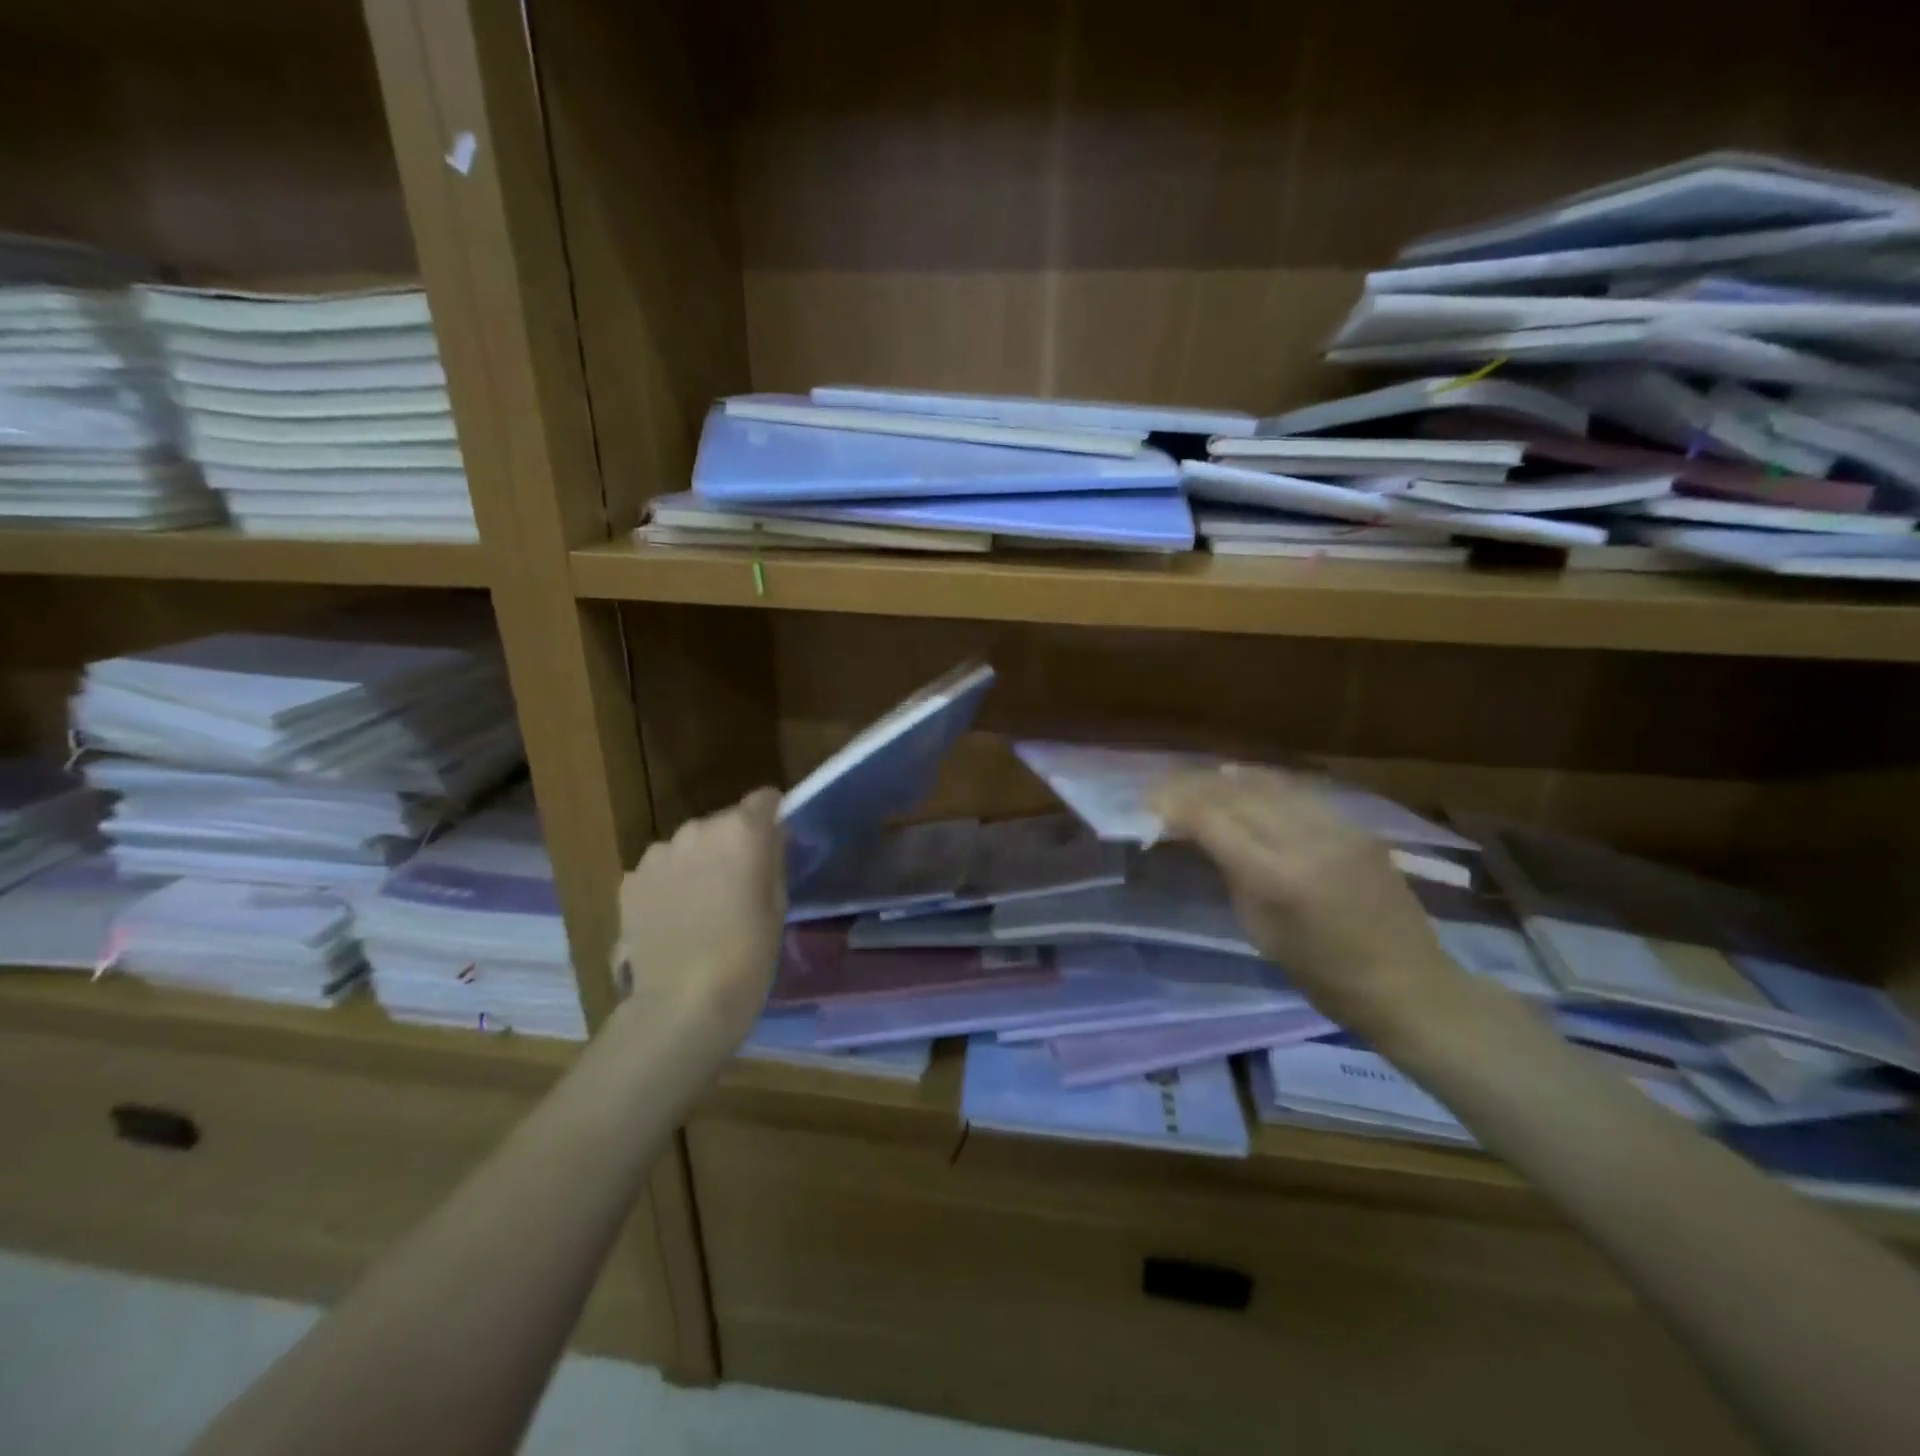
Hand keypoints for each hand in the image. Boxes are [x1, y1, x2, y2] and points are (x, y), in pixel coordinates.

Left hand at [612, 788, 785, 1047]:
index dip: (772, 816)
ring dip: (698, 862)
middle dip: (732, 843)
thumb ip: (772, 861)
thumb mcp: (778, 904)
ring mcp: (658, 853)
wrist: (683, 1001)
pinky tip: (673, 918)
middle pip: (723, 822)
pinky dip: (669, 883)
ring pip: (689, 846)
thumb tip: (769, 841)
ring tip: (701, 905)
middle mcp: (698, 829)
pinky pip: (660, 869)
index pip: (764, 799)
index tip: (774, 841)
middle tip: (738, 883)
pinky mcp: (630, 880)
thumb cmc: (748, 954)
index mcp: (743, 831)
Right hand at [1152, 766, 1469, 1039]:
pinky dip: (1263, 784)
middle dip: (1194, 786)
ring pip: (1268, 784)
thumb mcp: (1260, 931)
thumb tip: (1202, 836)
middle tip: (1165, 790)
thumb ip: (1230, 874)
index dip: (1175, 805)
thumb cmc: (1323, 976)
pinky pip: (1298, 792)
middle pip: (1237, 793)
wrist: (1409, 985)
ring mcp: (1336, 827)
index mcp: (1276, 876)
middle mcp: (1306, 840)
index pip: (1212, 820)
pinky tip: (1245, 782)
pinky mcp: (1356, 826)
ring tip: (1198, 780)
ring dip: (1226, 779)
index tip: (1149, 803)